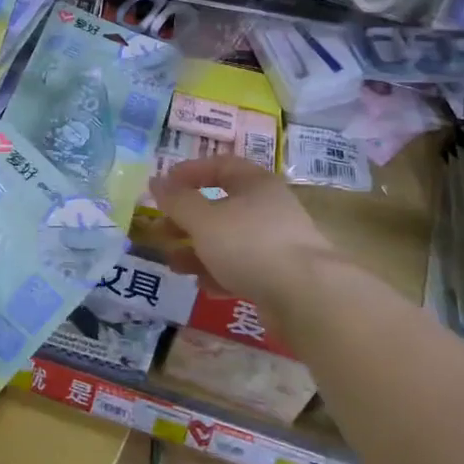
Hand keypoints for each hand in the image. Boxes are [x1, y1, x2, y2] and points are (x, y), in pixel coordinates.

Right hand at [148, 155, 351, 323]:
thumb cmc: (250, 245)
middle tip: (161, 231)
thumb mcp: (204, 219)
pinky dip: (220, 274)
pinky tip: (204, 287)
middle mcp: (269, 208)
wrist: (308, 298)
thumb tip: (156, 181)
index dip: (189, 172)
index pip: (220, 165)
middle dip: (187, 219)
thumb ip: (177, 201)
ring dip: (198, 250)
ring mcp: (277, 243)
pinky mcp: (280, 276)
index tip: (163, 186)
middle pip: (221, 206)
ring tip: (174, 264)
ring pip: (229, 240)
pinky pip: (243, 268)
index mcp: (255, 184)